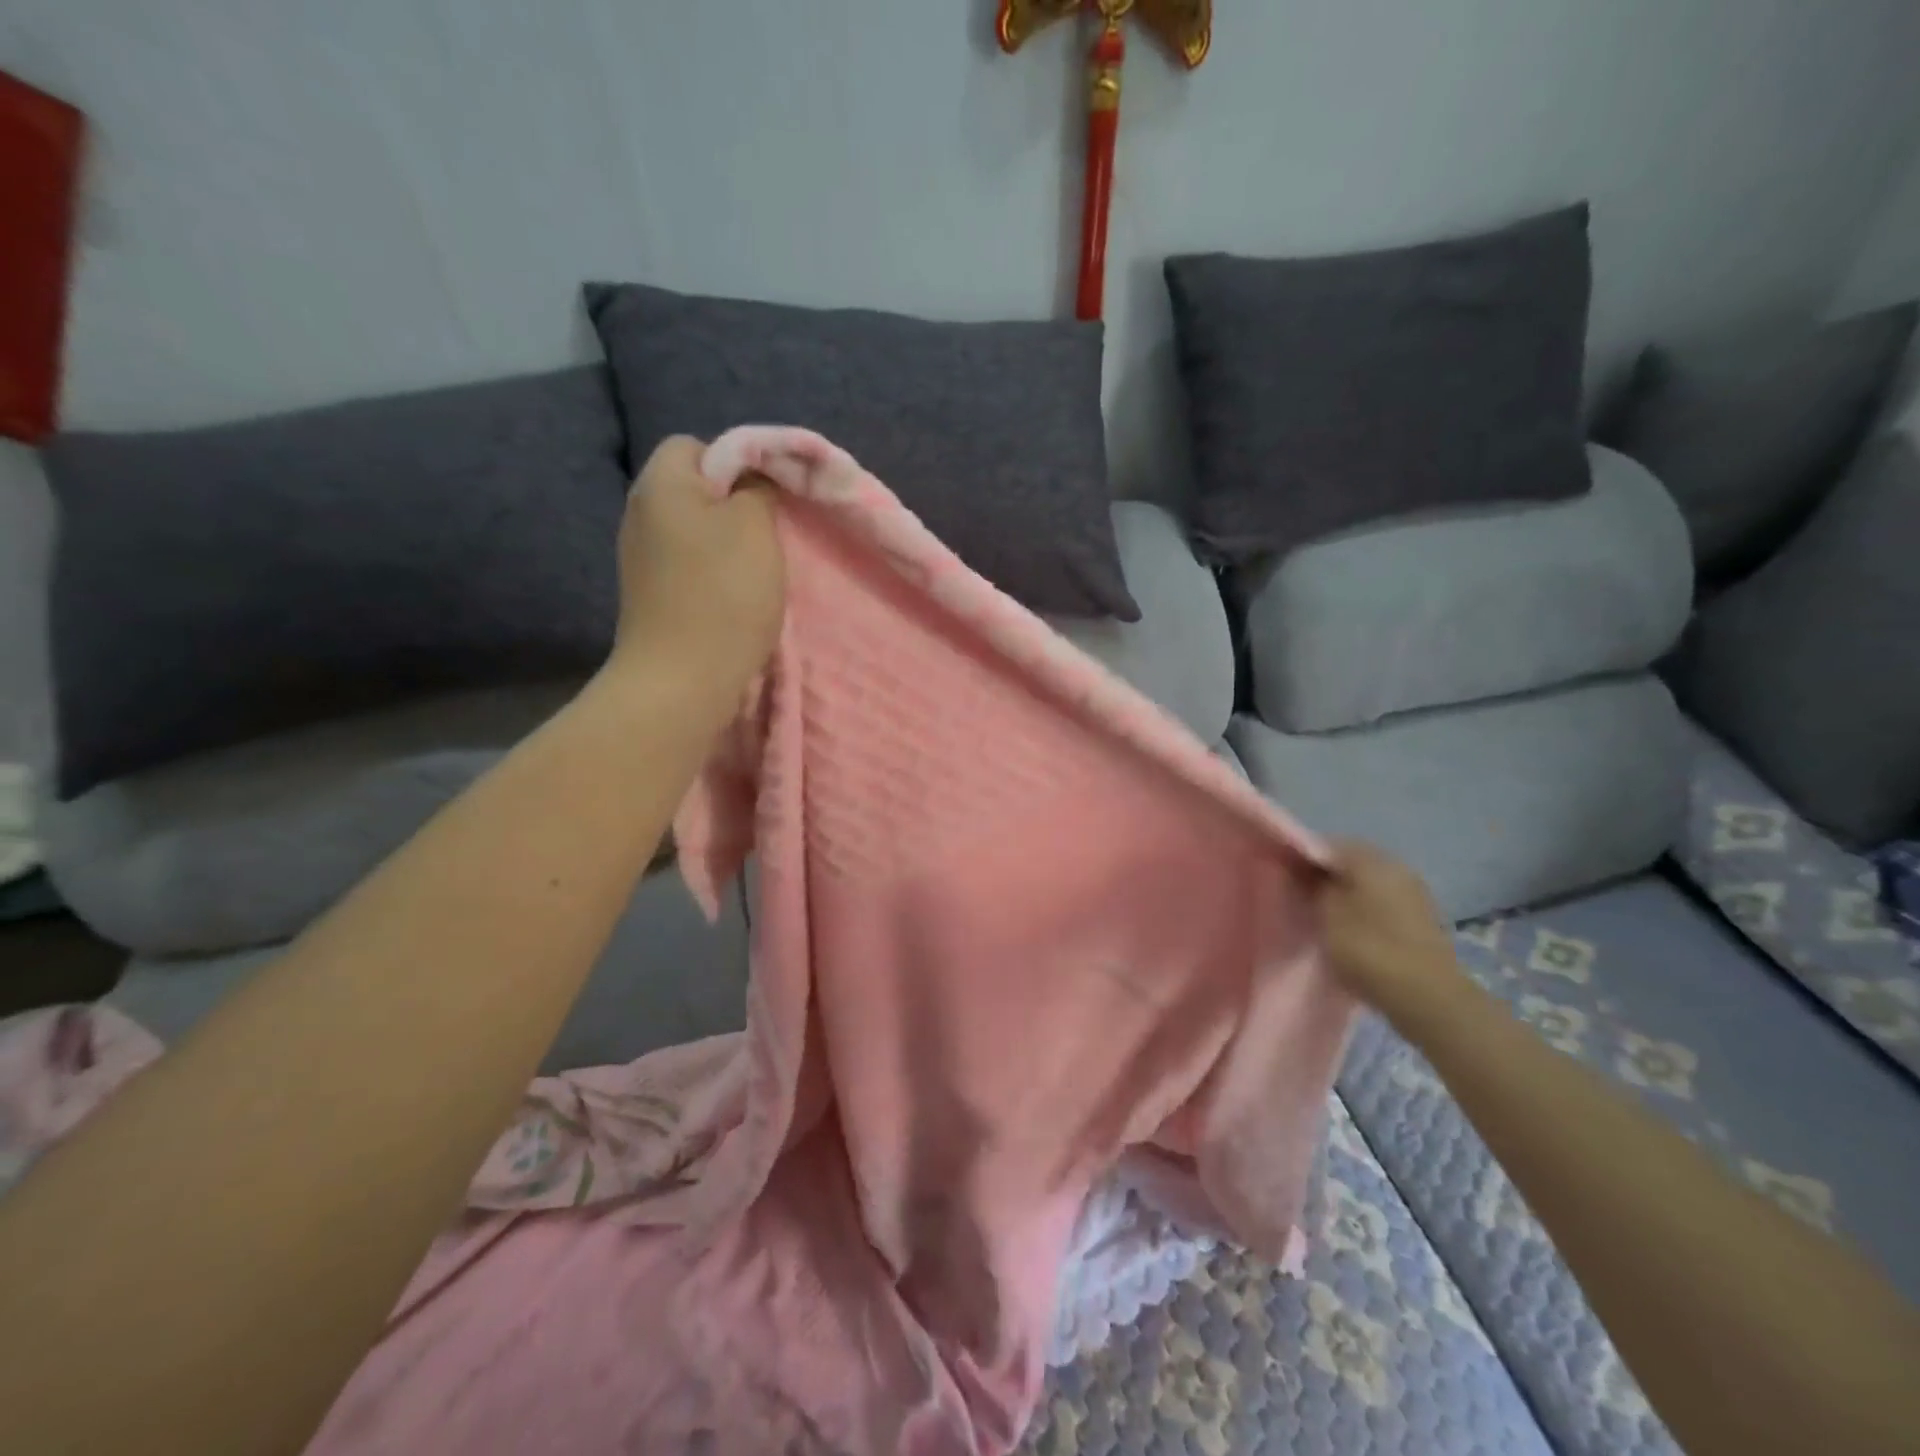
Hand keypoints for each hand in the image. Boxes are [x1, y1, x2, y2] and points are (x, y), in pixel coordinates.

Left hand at [608, 436, 784, 706]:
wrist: (681, 679)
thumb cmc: (723, 594)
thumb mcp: (755, 526)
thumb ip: (758, 488)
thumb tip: (751, 480)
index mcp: (661, 483)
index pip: (698, 446)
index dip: (737, 463)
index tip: (768, 498)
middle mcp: (641, 513)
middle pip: (696, 490)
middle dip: (736, 507)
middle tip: (768, 536)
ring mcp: (641, 557)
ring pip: (696, 530)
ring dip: (728, 545)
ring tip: (756, 572)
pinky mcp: (650, 593)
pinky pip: (689, 565)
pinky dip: (714, 574)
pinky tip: (734, 599)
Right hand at [1316, 841, 1463, 1017]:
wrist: (1428, 998)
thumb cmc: (1369, 949)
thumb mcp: (1325, 914)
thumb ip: (1312, 886)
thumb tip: (1304, 870)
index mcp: (1370, 859)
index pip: (1327, 845)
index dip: (1303, 858)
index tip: (1287, 877)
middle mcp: (1396, 866)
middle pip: (1351, 863)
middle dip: (1327, 877)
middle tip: (1303, 898)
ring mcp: (1414, 893)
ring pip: (1369, 884)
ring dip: (1348, 895)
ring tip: (1325, 917)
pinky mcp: (1423, 919)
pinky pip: (1384, 904)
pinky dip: (1366, 911)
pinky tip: (1352, 931)